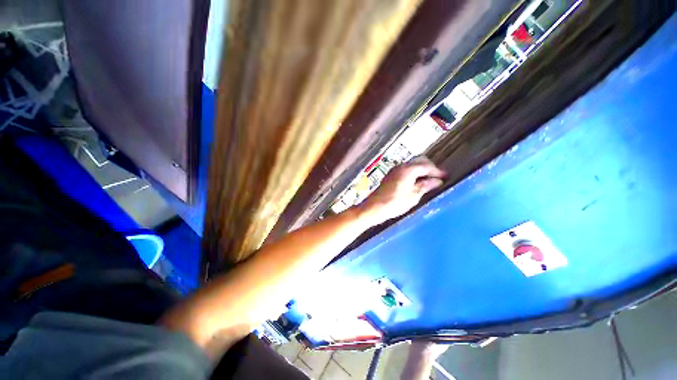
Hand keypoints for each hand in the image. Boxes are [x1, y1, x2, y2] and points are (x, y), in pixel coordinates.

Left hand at [359, 156, 445, 225]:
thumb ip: (426, 185)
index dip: (437, 171)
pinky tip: (416, 181)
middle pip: (419, 161)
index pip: (427, 166)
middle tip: (438, 177)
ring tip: (428, 180)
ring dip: (421, 169)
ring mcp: (394, 170)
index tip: (446, 176)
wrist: (374, 207)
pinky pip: (405, 170)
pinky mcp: (390, 176)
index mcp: (408, 169)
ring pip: (411, 165)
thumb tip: (437, 181)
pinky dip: (413, 173)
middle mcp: (401, 166)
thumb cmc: (395, 203)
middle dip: (430, 167)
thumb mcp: (414, 196)